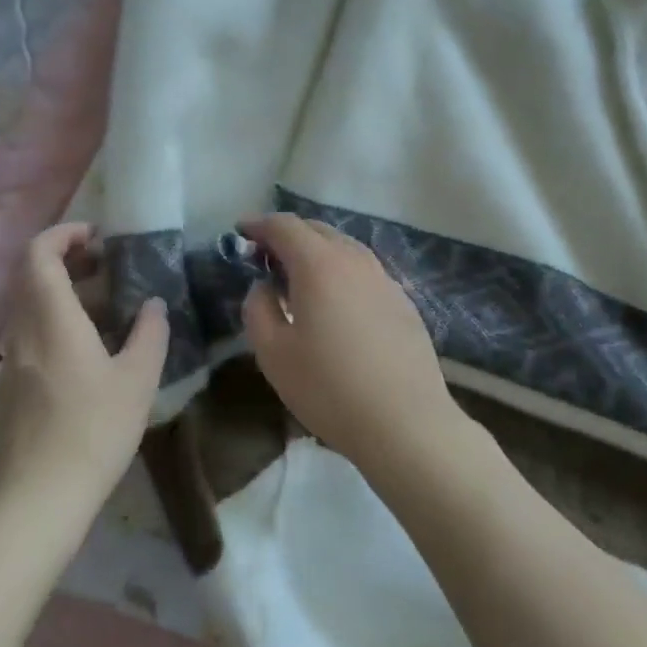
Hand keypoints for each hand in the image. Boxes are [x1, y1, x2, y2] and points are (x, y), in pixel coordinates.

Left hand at [0, 224, 168, 528]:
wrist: (37, 502)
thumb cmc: (94, 431)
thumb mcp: (138, 380)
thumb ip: (149, 333)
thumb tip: (153, 304)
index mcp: (52, 319)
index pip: (39, 254)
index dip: (63, 234)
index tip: (97, 237)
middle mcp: (22, 332)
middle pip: (30, 277)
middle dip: (66, 260)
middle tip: (106, 267)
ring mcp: (10, 363)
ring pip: (29, 308)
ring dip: (61, 294)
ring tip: (105, 309)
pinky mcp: (7, 391)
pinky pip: (28, 337)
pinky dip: (54, 324)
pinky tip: (86, 354)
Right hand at [239, 214, 462, 473]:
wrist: (406, 422)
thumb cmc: (330, 388)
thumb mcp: (273, 354)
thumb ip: (258, 309)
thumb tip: (264, 287)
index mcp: (319, 264)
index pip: (284, 225)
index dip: (259, 224)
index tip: (240, 231)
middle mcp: (354, 259)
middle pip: (317, 230)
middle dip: (287, 235)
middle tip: (265, 256)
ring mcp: (384, 278)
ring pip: (344, 248)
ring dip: (317, 251)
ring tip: (299, 277)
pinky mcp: (403, 301)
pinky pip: (364, 271)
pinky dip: (341, 271)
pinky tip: (337, 302)